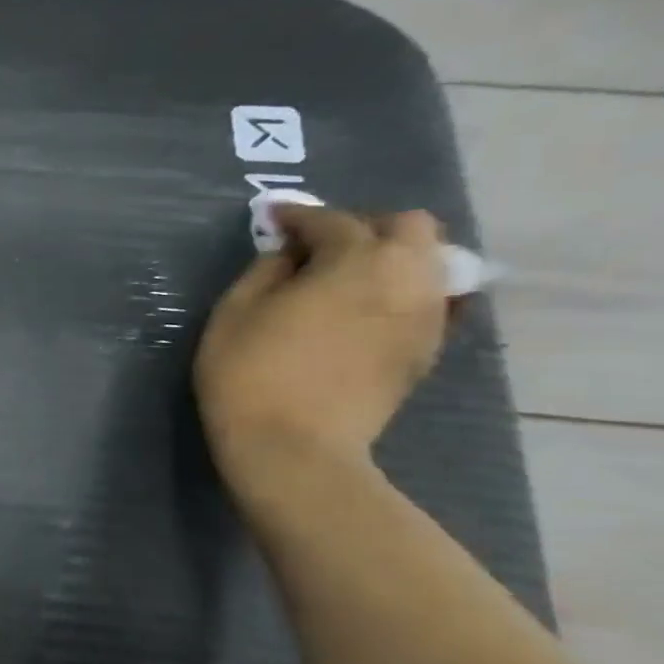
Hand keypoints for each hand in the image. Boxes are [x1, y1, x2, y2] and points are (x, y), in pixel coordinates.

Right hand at [195, 204, 448, 487]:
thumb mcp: (233, 313)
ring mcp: (426, 315)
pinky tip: (368, 309)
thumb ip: (264, 271)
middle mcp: (406, 276)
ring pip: (428, 261)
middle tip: (318, 246)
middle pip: (406, 227)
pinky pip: (429, 300)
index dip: (298, 216)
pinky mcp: (426, 349)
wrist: (293, 447)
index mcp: (356, 261)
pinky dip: (402, 292)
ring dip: (388, 257)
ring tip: (345, 277)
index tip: (273, 218)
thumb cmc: (249, 374)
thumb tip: (288, 256)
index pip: (332, 221)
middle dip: (362, 226)